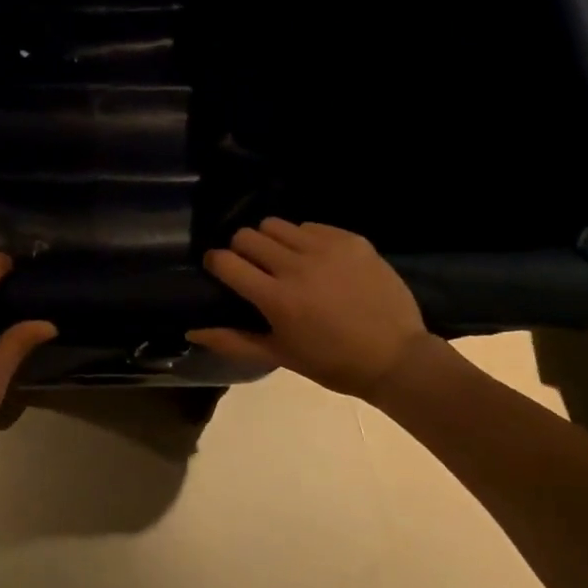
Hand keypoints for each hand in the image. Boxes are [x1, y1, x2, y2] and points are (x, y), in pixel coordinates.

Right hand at [186, 219, 450, 398]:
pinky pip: (311, 226)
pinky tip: (318, 261)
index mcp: (276, 298)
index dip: (216, 262)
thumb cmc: (332, 363)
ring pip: (276, 224)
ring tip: (285, 260)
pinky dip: (305, 240)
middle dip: (242, 249)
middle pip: (247, 235)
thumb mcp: (280, 355)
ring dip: (272, 240)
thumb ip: (233, 339)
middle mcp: (297, 266)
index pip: (225, 261)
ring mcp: (326, 248)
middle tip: (255, 267)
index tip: (220, 270)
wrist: (396, 357)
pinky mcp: (350, 239)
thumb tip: (191, 329)